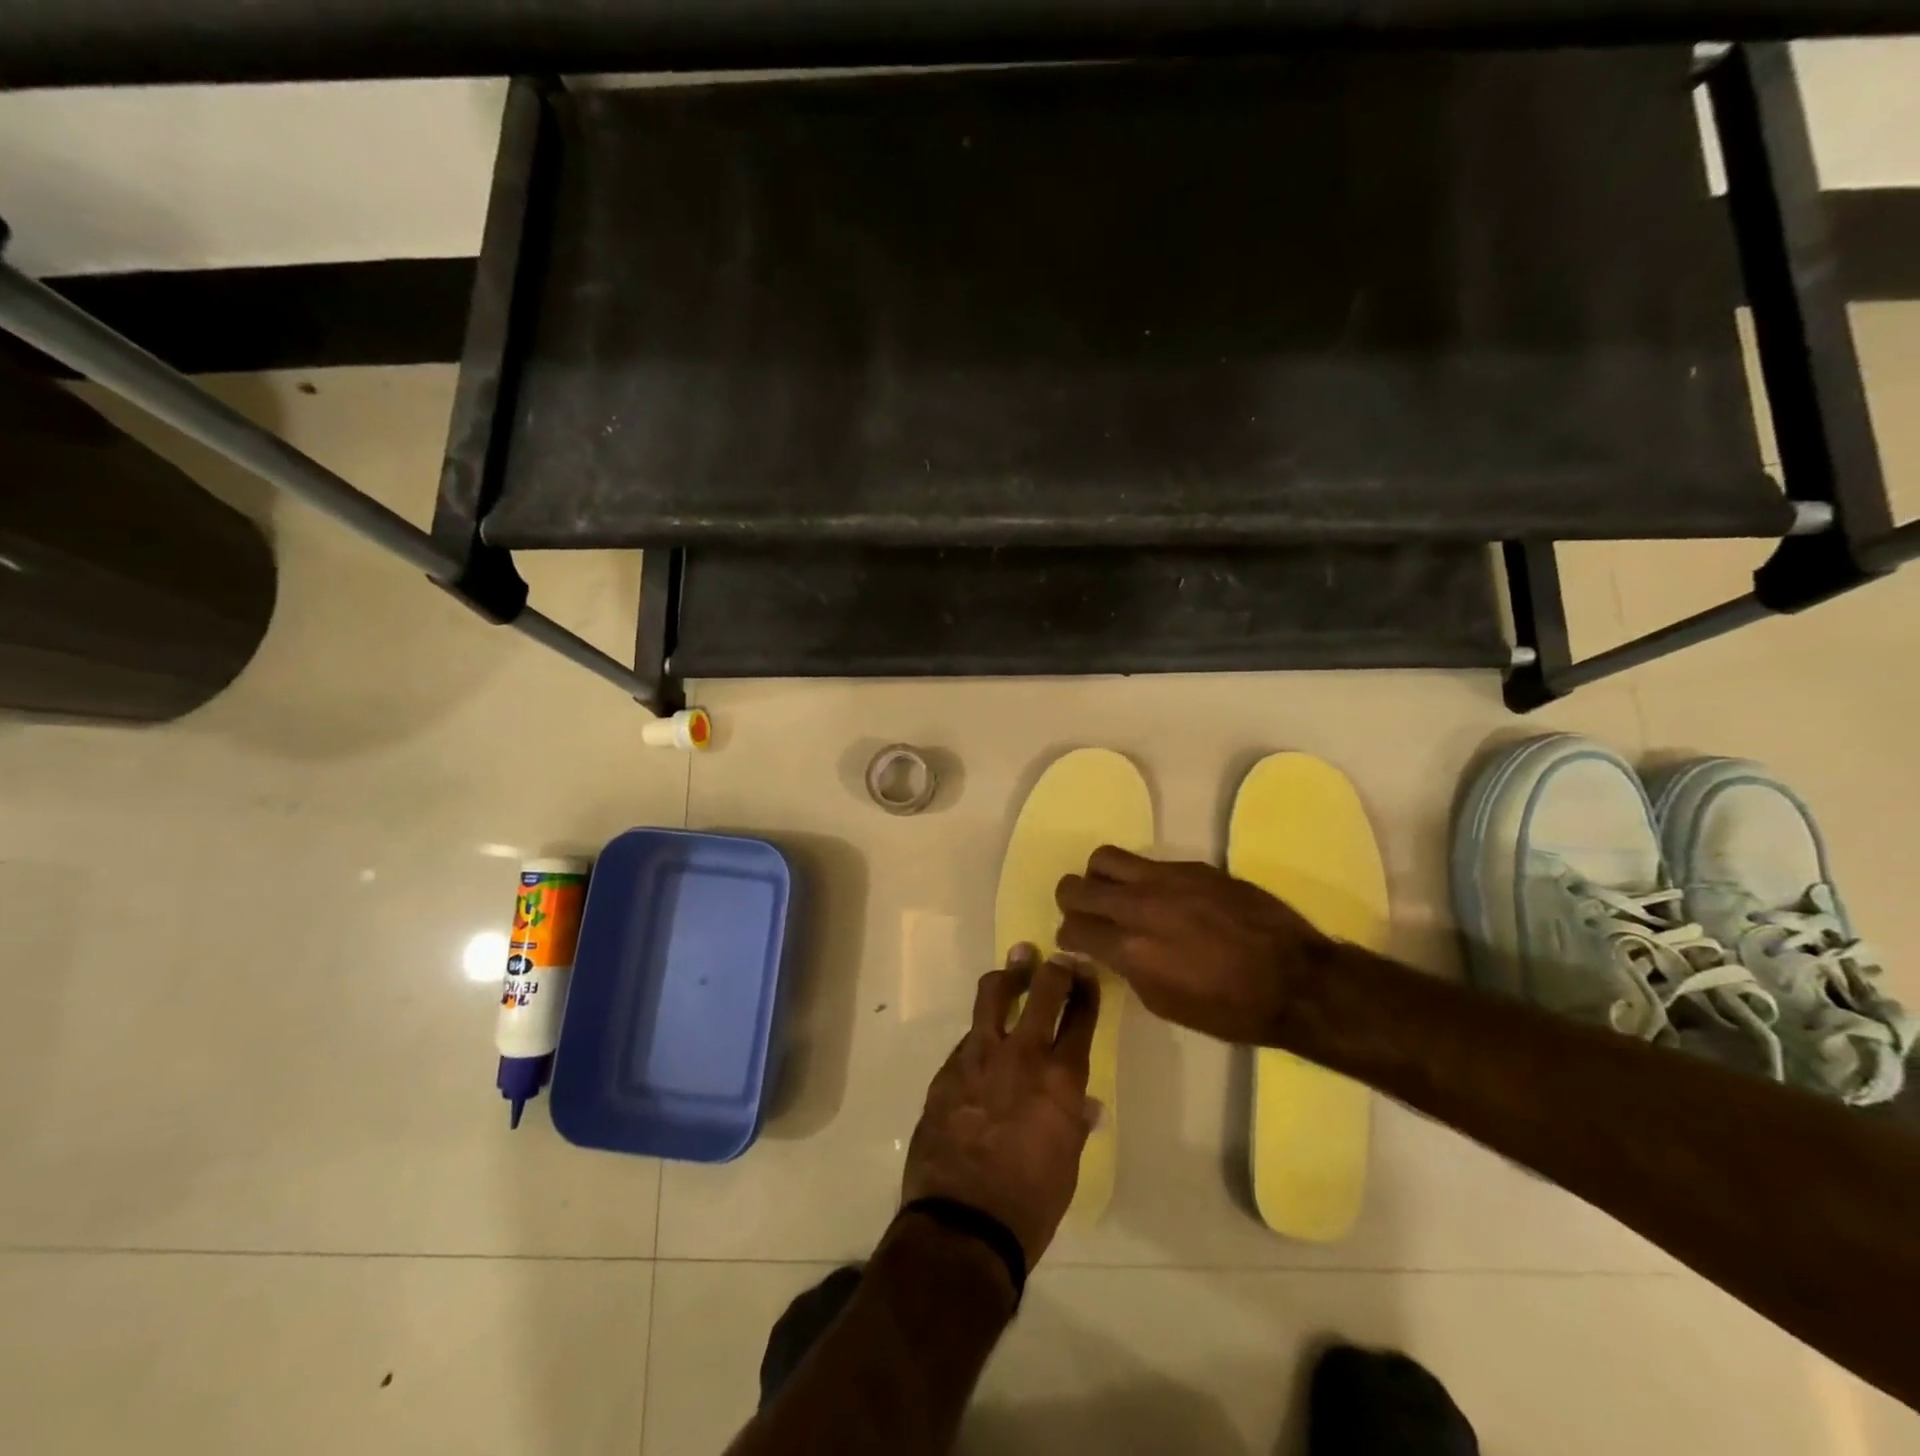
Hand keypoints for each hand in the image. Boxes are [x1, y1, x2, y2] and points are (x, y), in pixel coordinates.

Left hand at [901, 945, 1099, 1267]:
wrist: (963, 1223)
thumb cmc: (1030, 1202)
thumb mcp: (1067, 1162)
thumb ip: (1074, 1120)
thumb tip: (1085, 1104)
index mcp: (1061, 1078)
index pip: (1080, 1016)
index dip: (1086, 988)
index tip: (1086, 971)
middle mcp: (1022, 1054)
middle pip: (1042, 991)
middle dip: (1053, 968)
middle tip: (1057, 958)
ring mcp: (979, 1056)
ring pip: (994, 995)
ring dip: (1009, 976)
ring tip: (1016, 963)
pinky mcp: (948, 1068)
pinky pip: (969, 1036)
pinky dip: (982, 1030)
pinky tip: (985, 1039)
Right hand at [1055, 846, 1336, 1043]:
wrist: (1296, 980)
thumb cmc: (1230, 1009)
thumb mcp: (1165, 1004)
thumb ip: (1129, 969)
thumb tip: (1111, 950)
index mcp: (1132, 948)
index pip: (1073, 927)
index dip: (1068, 937)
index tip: (1076, 943)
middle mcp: (1140, 905)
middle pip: (1077, 885)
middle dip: (1071, 901)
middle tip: (1083, 914)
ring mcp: (1167, 879)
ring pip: (1105, 858)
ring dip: (1100, 878)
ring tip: (1115, 895)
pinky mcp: (1194, 866)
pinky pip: (1149, 862)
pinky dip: (1142, 879)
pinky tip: (1163, 899)